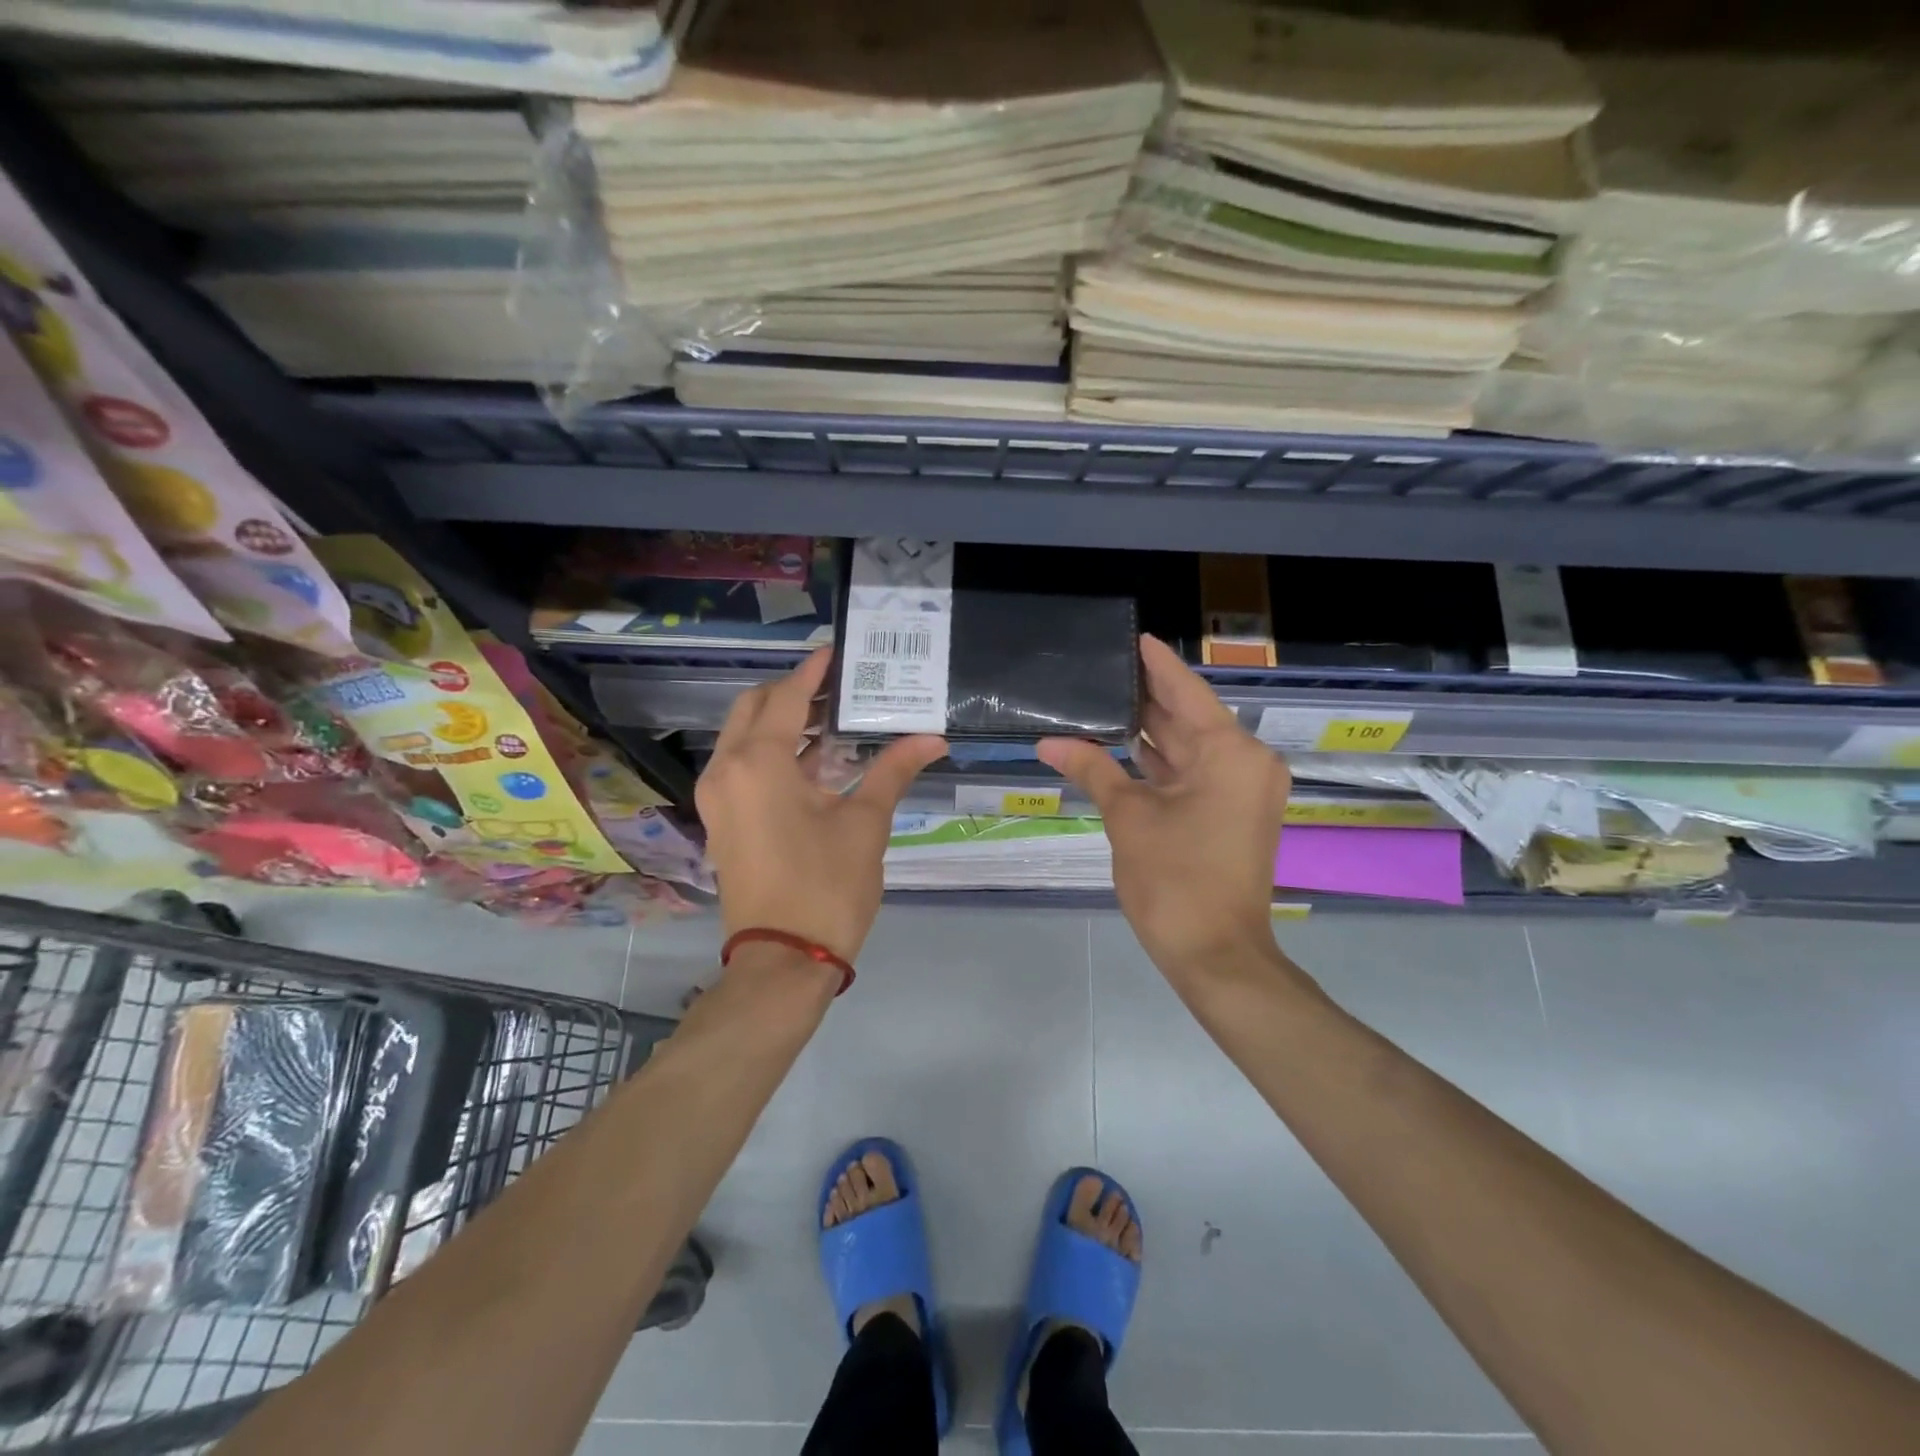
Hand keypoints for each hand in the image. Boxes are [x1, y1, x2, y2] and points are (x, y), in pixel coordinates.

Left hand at [696, 648, 945, 962]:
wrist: (783, 960)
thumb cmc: (827, 886)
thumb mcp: (865, 824)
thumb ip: (892, 771)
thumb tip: (932, 739)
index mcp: (758, 762)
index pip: (785, 697)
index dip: (813, 673)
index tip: (836, 653)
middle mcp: (726, 770)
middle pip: (754, 709)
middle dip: (792, 693)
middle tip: (838, 688)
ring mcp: (718, 798)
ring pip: (745, 738)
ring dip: (783, 723)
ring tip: (834, 719)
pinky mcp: (722, 821)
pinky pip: (743, 767)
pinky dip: (773, 754)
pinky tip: (816, 761)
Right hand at [1038, 635, 1287, 978]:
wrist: (1216, 955)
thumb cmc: (1174, 880)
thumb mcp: (1128, 818)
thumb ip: (1092, 769)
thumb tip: (1048, 742)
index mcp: (1229, 753)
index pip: (1186, 692)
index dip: (1156, 665)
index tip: (1133, 637)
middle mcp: (1245, 763)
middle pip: (1189, 718)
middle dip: (1146, 698)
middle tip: (1102, 671)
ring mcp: (1242, 791)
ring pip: (1190, 748)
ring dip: (1150, 732)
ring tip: (1103, 702)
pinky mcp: (1232, 814)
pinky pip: (1194, 774)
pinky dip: (1161, 763)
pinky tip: (1122, 747)